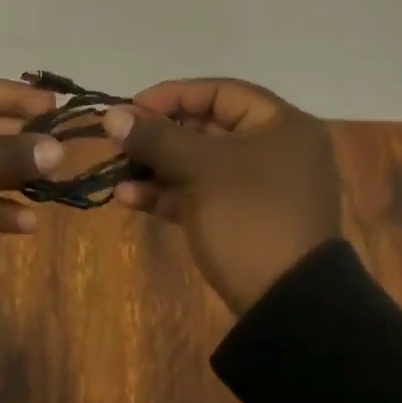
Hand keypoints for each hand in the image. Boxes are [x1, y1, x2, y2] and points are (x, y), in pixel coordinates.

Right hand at [104, 79, 341, 314]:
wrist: (290, 310)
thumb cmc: (250, 218)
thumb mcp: (201, 169)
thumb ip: (156, 137)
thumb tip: (112, 114)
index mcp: (281, 125)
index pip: (219, 92)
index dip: (172, 96)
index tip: (131, 108)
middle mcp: (275, 150)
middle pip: (207, 128)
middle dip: (158, 136)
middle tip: (119, 141)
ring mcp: (260, 189)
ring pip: (199, 164)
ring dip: (157, 167)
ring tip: (117, 173)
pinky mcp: (245, 222)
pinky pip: (202, 195)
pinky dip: (169, 194)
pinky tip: (129, 199)